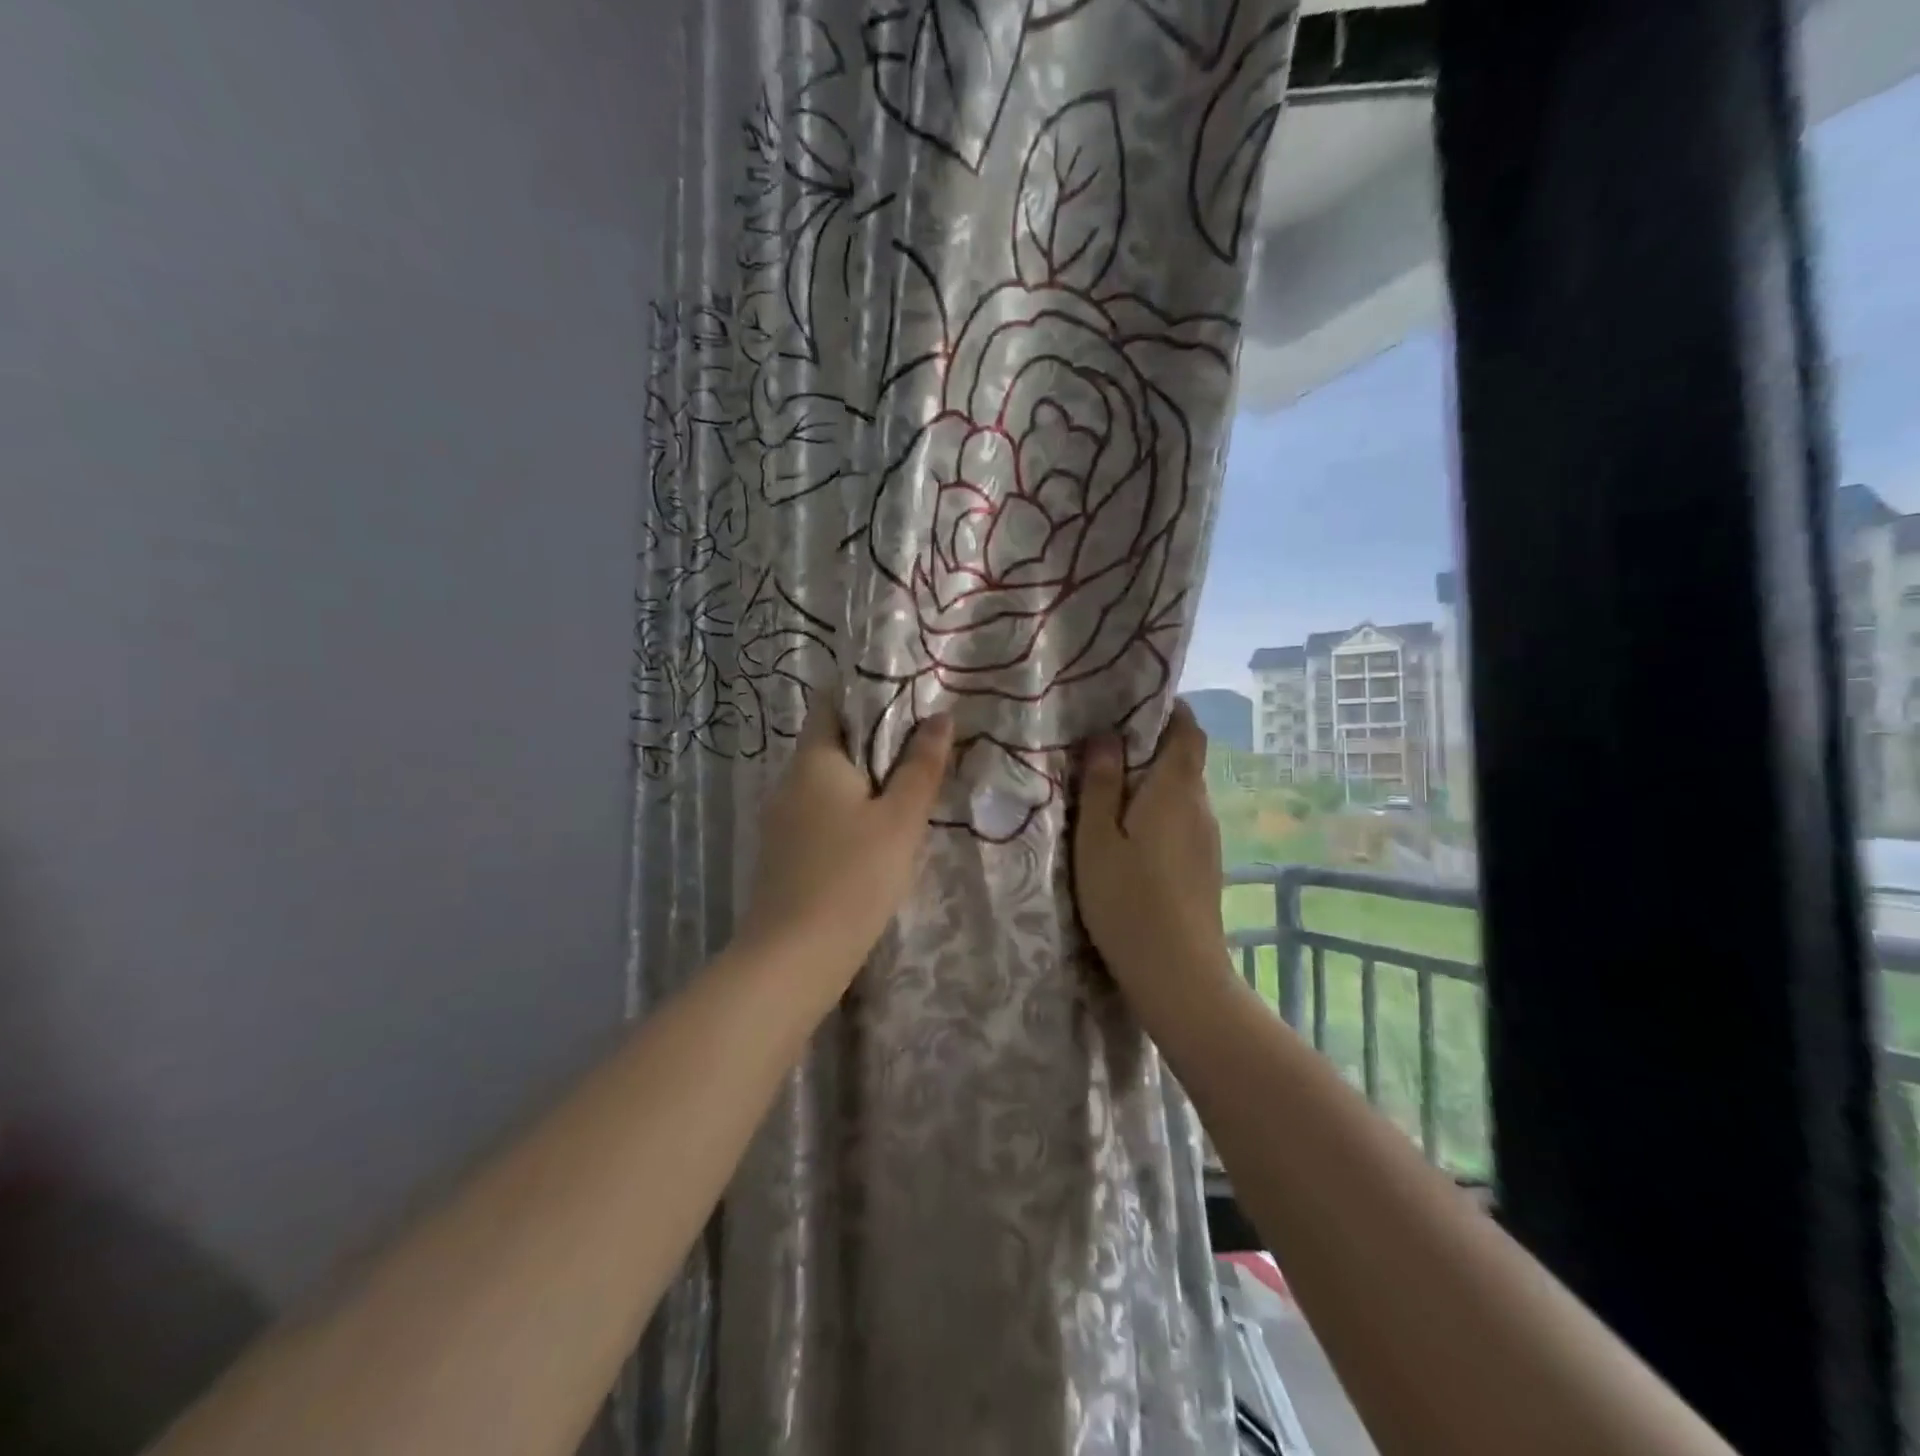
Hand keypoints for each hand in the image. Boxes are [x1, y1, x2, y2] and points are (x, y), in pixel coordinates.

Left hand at [738, 693, 953, 982]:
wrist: (794, 957)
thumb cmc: (853, 876)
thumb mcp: (900, 820)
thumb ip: (920, 766)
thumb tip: (940, 717)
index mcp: (814, 761)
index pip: (831, 705)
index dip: (866, 695)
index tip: (908, 700)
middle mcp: (790, 782)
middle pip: (832, 744)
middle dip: (875, 742)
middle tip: (923, 744)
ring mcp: (782, 820)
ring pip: (828, 784)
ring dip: (864, 781)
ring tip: (909, 787)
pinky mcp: (784, 854)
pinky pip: (820, 815)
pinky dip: (849, 812)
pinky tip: (877, 833)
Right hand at [1073, 701, 1234, 1018]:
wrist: (1178, 973)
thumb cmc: (1127, 899)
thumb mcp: (1097, 838)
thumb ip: (1101, 784)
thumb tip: (1107, 735)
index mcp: (1175, 790)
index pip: (1188, 730)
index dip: (1169, 710)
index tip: (1134, 705)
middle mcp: (1200, 806)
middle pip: (1185, 760)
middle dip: (1152, 747)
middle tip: (1106, 748)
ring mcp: (1208, 839)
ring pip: (1182, 793)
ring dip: (1153, 783)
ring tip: (1111, 790)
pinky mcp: (1205, 866)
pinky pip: (1183, 821)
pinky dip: (1159, 812)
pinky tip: (1132, 835)